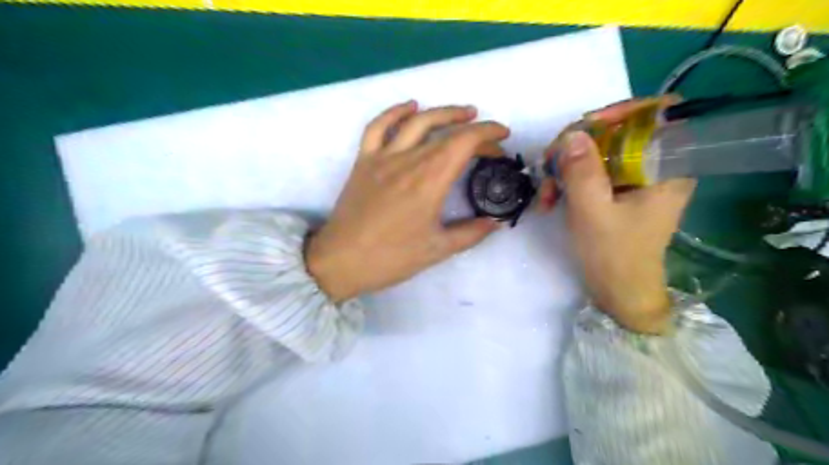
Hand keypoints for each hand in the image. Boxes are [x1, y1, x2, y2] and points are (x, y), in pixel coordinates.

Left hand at [308, 100, 508, 300]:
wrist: (341, 261)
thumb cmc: (391, 258)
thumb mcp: (438, 249)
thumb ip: (472, 233)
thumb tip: (496, 222)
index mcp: (429, 181)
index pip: (464, 142)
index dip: (488, 134)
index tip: (502, 140)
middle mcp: (408, 161)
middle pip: (446, 132)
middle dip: (474, 130)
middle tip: (488, 140)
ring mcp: (382, 157)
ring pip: (416, 121)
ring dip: (443, 112)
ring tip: (464, 112)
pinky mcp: (363, 161)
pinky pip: (378, 127)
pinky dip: (395, 112)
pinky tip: (411, 106)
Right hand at [542, 100, 694, 335]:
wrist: (619, 293)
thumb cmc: (614, 256)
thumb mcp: (593, 212)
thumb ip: (582, 172)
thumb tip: (572, 133)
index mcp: (667, 167)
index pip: (659, 114)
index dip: (622, 111)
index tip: (586, 126)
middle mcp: (654, 167)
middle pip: (617, 132)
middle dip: (578, 145)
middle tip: (550, 163)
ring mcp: (633, 179)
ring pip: (598, 152)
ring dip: (565, 167)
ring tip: (545, 194)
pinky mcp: (616, 191)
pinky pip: (591, 171)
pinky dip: (568, 181)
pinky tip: (550, 200)